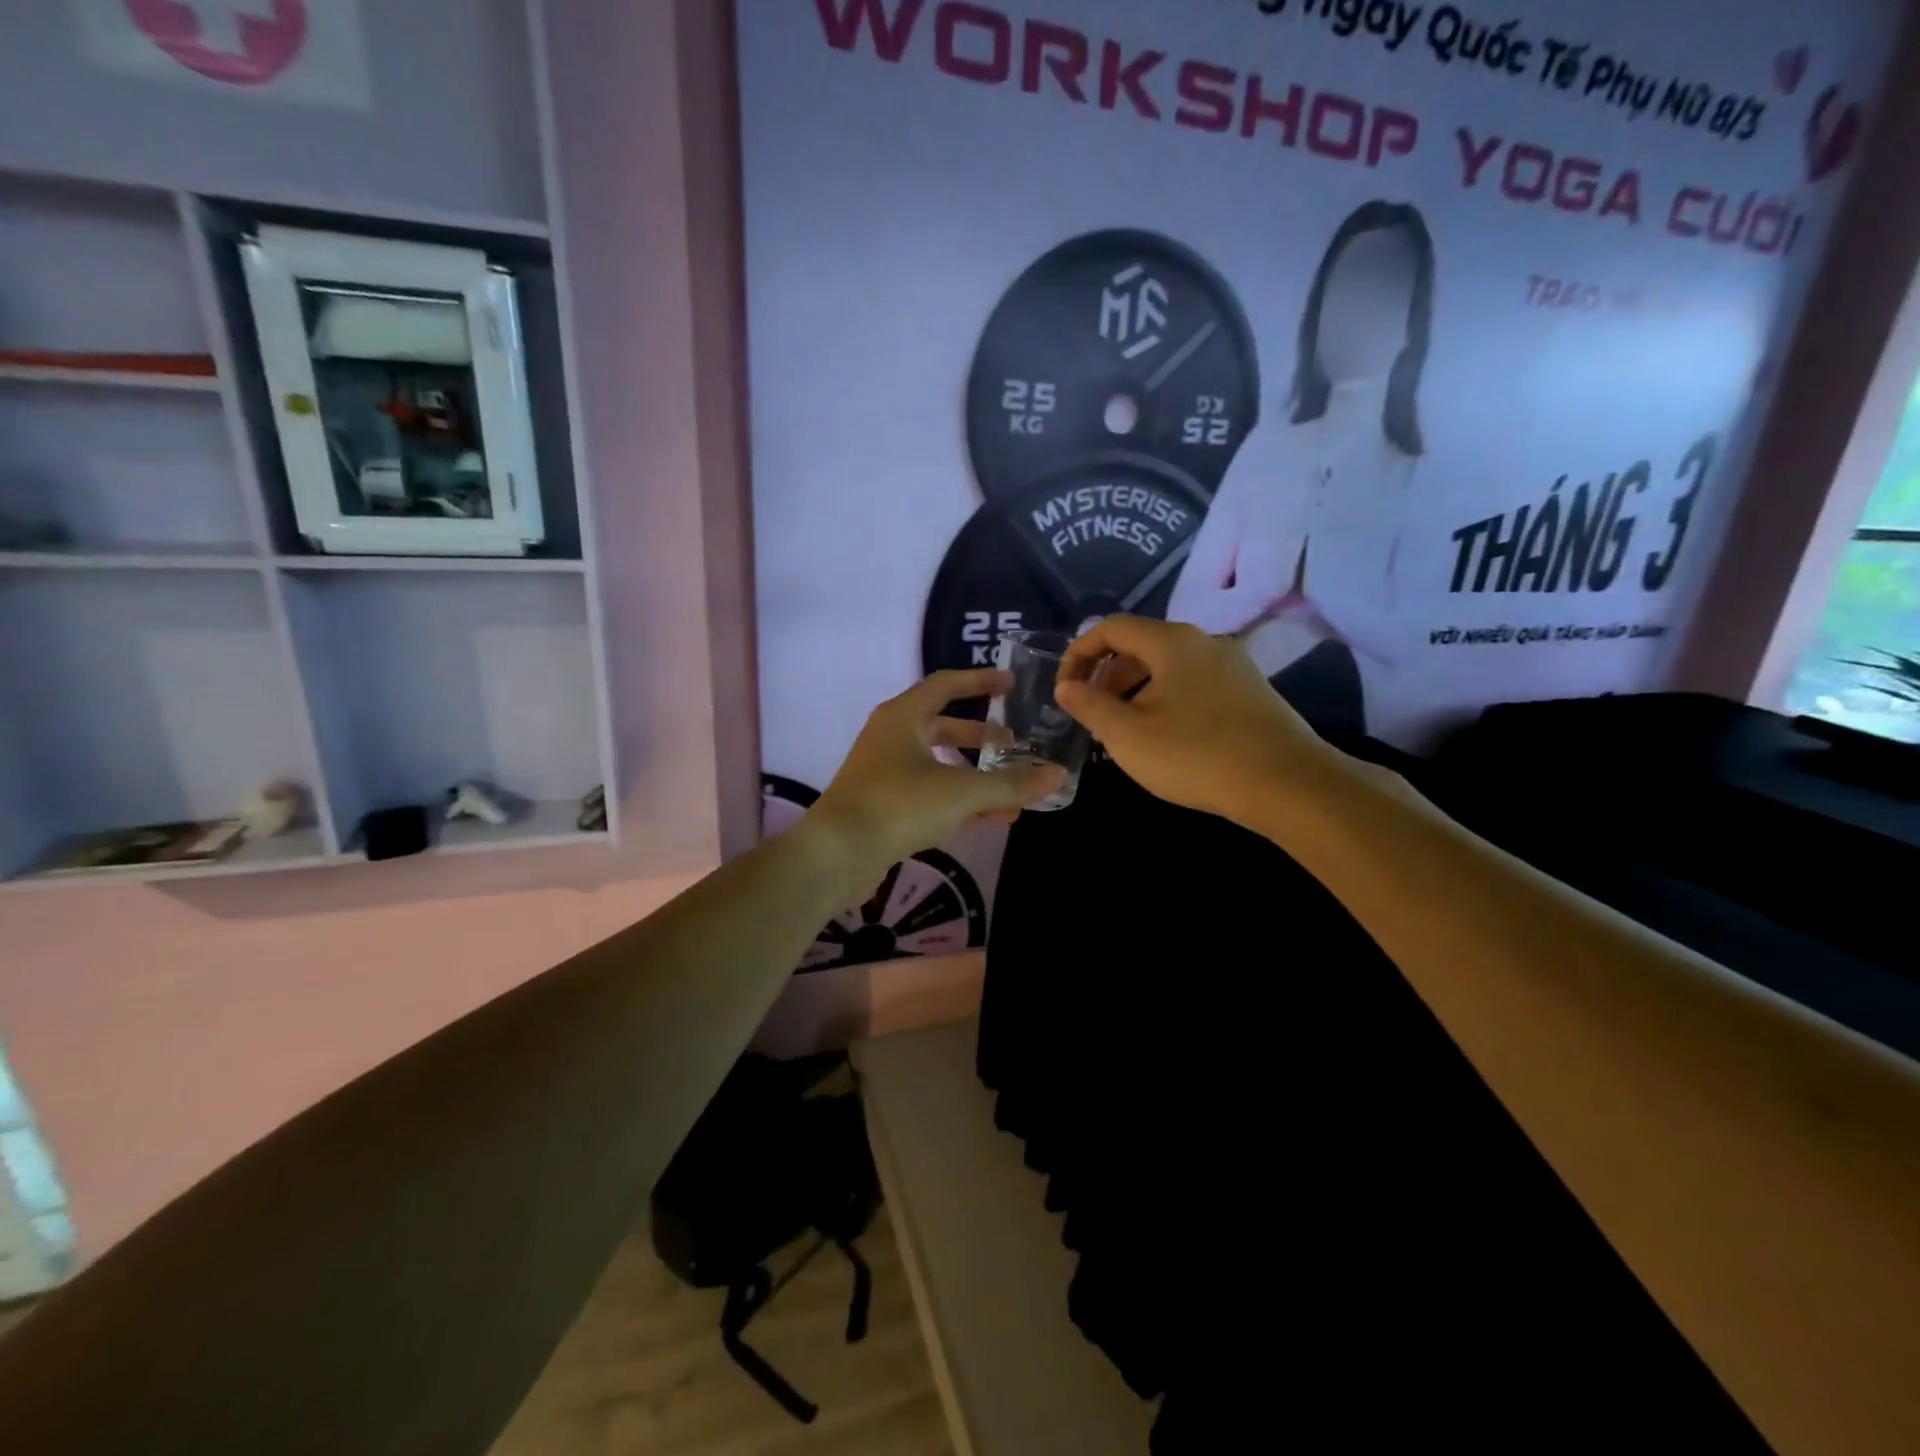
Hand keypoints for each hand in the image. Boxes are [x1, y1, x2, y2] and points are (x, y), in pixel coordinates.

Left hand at [810, 669, 1064, 876]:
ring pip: (938, 764)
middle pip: (942, 725)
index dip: (980, 681)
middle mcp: (890, 737)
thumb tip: (1058, 775)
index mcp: (903, 716)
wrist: (835, 855)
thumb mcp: (961, 792)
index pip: (946, 684)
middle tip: (1014, 742)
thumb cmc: (897, 806)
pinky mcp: (883, 805)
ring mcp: (883, 772)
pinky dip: (958, 800)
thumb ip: (1011, 784)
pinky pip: (929, 793)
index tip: (1011, 684)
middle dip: (980, 735)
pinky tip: (987, 818)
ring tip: (1010, 789)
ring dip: (973, 774)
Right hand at [1054, 616, 1333, 824]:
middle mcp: (1204, 642)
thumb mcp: (1128, 735)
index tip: (1065, 690)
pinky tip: (1167, 739)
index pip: (1111, 627)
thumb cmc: (1196, 755)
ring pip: (1169, 667)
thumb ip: (1090, 705)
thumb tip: (1067, 686)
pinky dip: (1167, 700)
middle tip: (1093, 715)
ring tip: (1126, 732)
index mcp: (1171, 642)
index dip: (1079, 653)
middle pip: (1141, 645)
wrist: (1287, 785)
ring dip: (1136, 692)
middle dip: (1107, 676)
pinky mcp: (1251, 692)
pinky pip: (1194, 684)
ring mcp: (1233, 666)